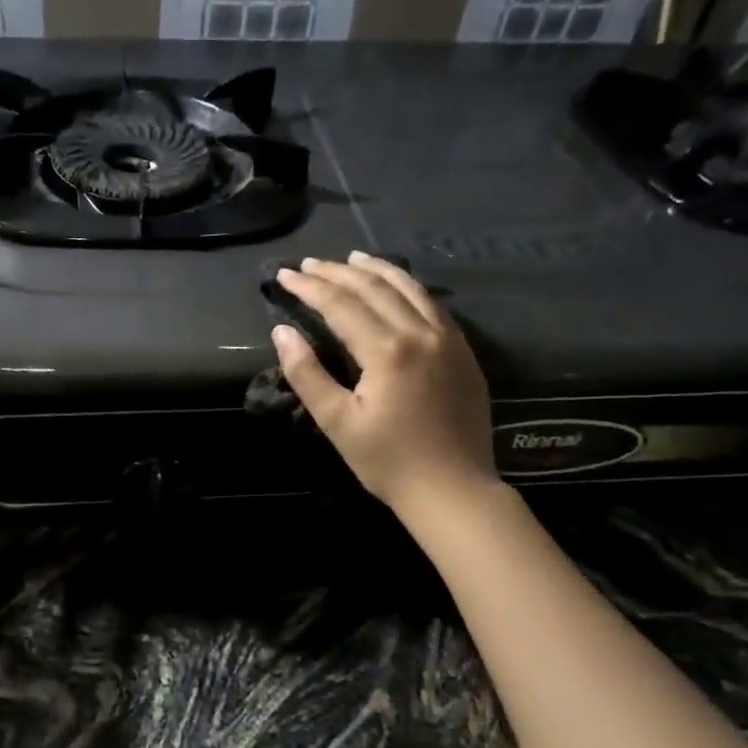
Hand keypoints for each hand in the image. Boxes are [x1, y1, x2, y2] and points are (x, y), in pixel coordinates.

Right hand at [273, 253, 498, 519]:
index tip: (285, 275)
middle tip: (310, 264)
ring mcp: (448, 340)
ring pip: (410, 288)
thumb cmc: (388, 462)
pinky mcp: (464, 352)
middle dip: (338, 272)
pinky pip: (434, 305)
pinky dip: (409, 287)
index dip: (310, 287)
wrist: (453, 490)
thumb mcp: (337, 423)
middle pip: (374, 288)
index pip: (341, 304)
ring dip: (377, 269)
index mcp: (388, 351)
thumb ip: (307, 374)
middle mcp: (421, 333)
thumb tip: (283, 332)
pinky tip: (397, 286)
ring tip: (353, 258)